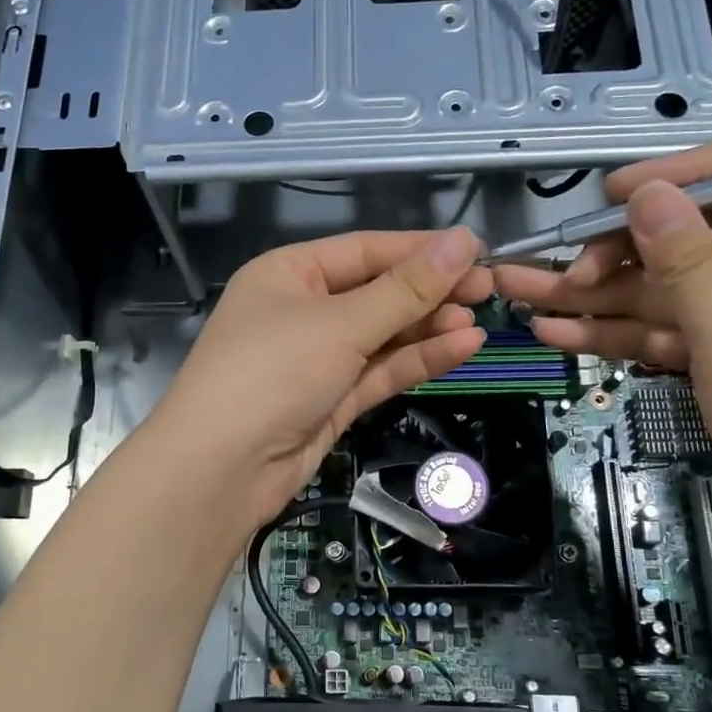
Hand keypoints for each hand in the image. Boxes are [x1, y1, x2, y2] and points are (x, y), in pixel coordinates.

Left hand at [152, 229, 491, 529]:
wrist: (222, 469)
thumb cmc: (272, 372)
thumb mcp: (340, 324)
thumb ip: (405, 289)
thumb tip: (464, 242)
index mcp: (289, 273)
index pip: (365, 250)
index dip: (420, 250)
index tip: (477, 251)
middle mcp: (301, 310)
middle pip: (376, 293)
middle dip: (429, 292)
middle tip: (489, 290)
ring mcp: (316, 359)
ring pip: (381, 335)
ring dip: (427, 327)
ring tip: (479, 321)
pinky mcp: (331, 400)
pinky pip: (379, 371)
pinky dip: (416, 360)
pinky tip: (461, 346)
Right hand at [494, 134, 711, 572]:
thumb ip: (688, 262)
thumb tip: (647, 194)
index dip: (684, 172)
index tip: (615, 195)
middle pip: (688, 237)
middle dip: (617, 251)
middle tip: (563, 273)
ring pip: (661, 291)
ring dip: (594, 296)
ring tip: (521, 296)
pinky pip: (662, 333)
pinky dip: (613, 334)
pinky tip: (556, 334)